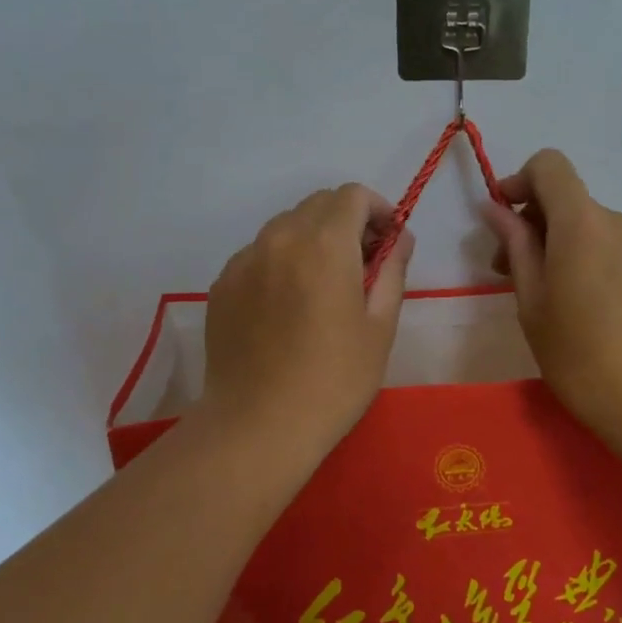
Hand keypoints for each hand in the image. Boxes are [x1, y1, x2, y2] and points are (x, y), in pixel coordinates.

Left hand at [199, 184, 411, 455]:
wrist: (258, 427)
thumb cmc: (334, 380)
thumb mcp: (380, 326)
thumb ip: (393, 269)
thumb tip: (399, 238)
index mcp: (324, 243)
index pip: (352, 195)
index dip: (377, 210)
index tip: (388, 241)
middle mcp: (280, 237)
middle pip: (318, 204)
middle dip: (346, 222)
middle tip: (362, 265)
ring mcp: (244, 259)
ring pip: (286, 226)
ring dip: (312, 238)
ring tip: (323, 286)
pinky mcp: (223, 284)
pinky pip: (259, 253)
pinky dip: (282, 260)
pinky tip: (288, 306)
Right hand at [484, 150, 621, 450]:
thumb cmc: (583, 358)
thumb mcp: (533, 304)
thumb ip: (516, 247)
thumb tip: (497, 209)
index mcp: (581, 224)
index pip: (550, 166)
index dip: (520, 181)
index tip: (503, 219)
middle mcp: (619, 222)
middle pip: (570, 201)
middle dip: (535, 224)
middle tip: (512, 274)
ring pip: (595, 228)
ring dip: (566, 246)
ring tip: (556, 300)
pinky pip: (620, 250)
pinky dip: (596, 262)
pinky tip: (595, 312)